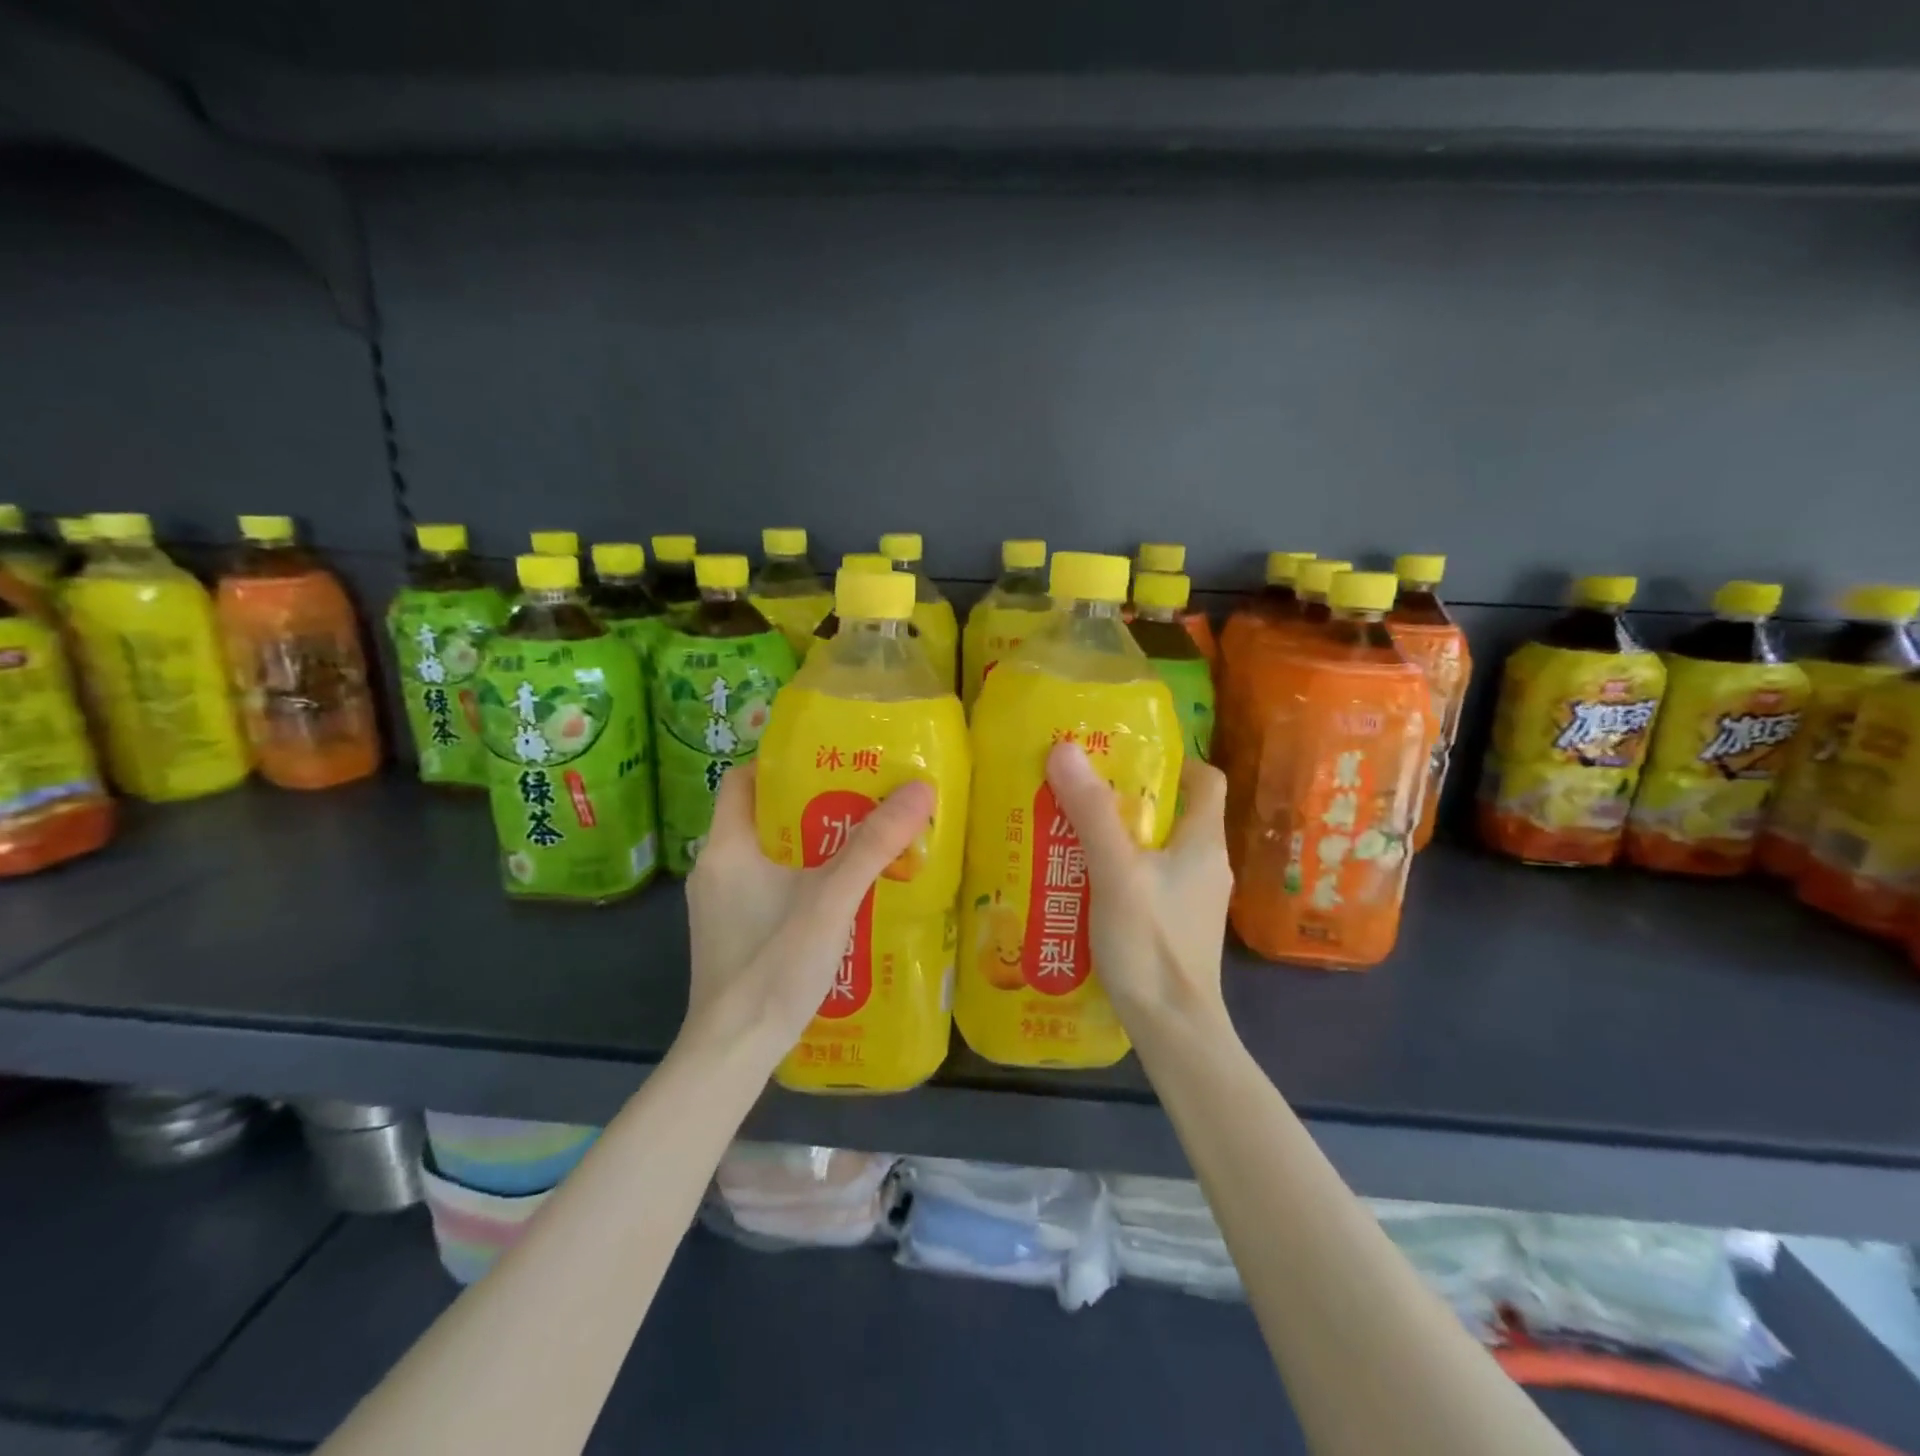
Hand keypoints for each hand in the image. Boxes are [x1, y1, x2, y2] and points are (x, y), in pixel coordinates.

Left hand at [683, 762, 935, 1064]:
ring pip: (769, 855)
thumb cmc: (773, 965)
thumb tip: (919, 789)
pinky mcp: (733, 933)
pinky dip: (801, 879)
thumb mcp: (830, 899)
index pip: (742, 780)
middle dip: (811, 804)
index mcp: (726, 847)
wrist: (733, 1053)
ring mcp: (721, 905)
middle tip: (862, 799)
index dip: (781, 764)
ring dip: (811, 845)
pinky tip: (840, 895)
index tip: (829, 761)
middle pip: (762, 816)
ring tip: (861, 842)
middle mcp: (716, 869)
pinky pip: (768, 887)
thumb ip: (873, 845)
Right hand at [1044, 742, 1233, 1034]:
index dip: (1175, 761)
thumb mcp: (1116, 872)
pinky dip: (1119, 870)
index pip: (1206, 780)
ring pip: (1157, 849)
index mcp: (1204, 842)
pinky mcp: (1176, 925)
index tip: (1128, 756)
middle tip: (1081, 790)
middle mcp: (1206, 865)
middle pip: (1174, 813)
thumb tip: (1066, 749)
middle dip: (1129, 797)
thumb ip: (1093, 813)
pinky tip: (1082, 881)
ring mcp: (1192, 899)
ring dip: (1119, 836)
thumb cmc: (1152, 944)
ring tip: (1071, 831)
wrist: (1173, 1029)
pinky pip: (1149, 880)